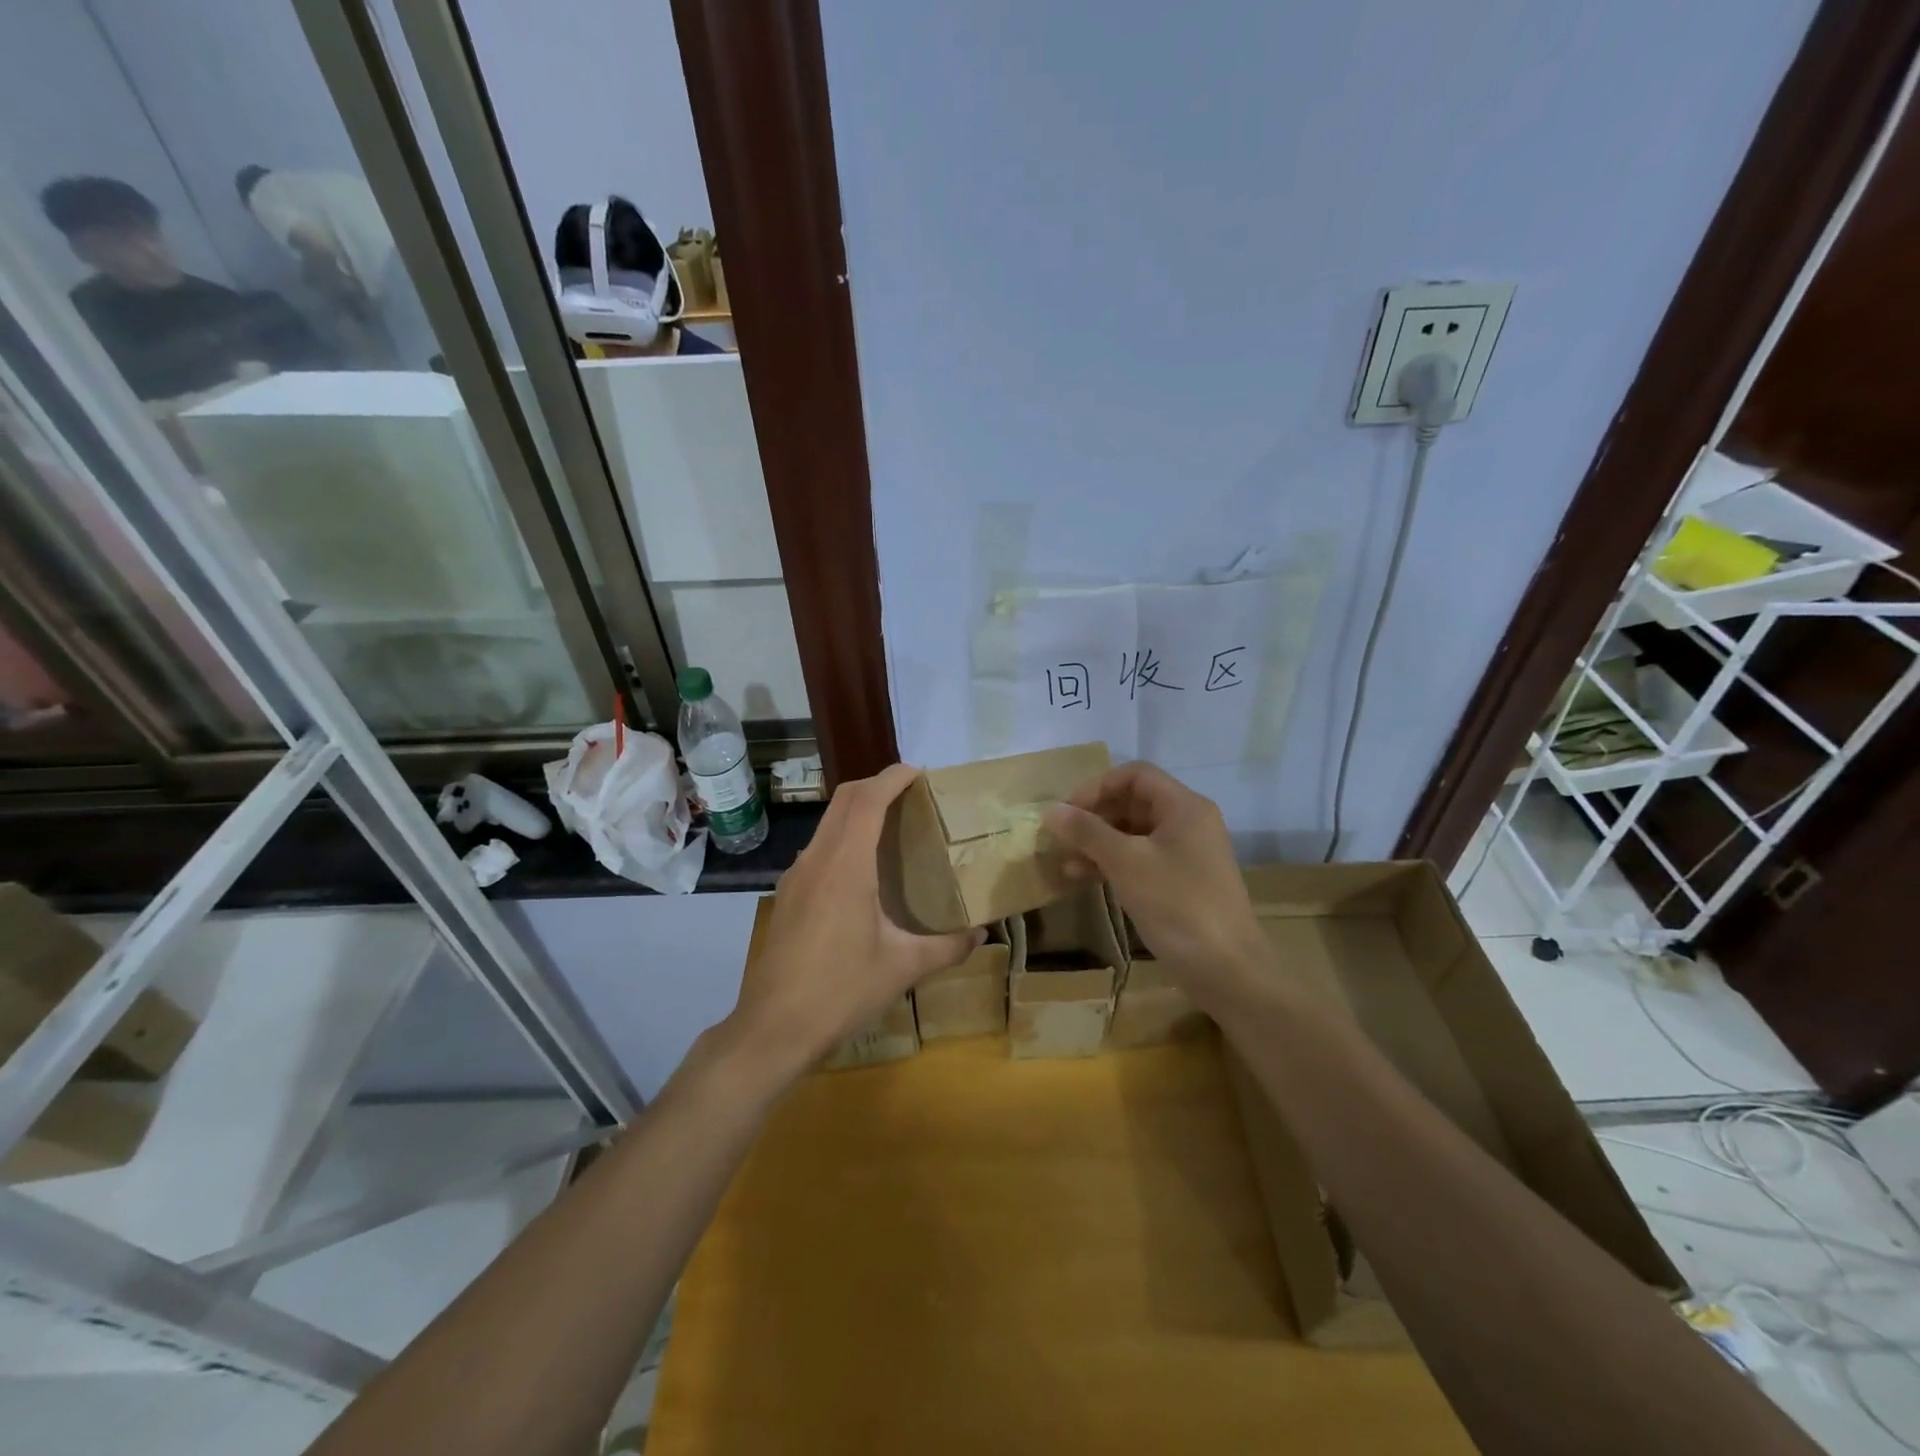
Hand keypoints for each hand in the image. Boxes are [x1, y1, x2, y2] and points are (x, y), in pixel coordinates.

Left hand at [727, 764, 979, 1077]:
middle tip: (912, 797)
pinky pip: (818, 849)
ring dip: (858, 812)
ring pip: (828, 823)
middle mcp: (816, 859)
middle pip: (844, 799)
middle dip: (876, 785)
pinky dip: (843, 839)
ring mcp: (795, 876)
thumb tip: (981, 934)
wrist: (772, 1029)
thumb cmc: (841, 991)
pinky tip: (863, 873)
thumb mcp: (903, 969)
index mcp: (846, 866)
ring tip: (893, 830)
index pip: (868, 799)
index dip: (893, 777)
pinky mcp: (787, 895)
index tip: (920, 773)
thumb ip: (947, 947)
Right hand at [1042, 762, 1267, 1010]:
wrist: (1228, 971)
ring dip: (1098, 844)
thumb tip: (1050, 810)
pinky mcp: (1180, 882)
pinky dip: (1112, 865)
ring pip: (1133, 834)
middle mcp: (1188, 822)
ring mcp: (1186, 854)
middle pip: (1133, 803)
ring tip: (1065, 864)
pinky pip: (1140, 860)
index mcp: (1184, 807)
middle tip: (1061, 838)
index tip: (1067, 812)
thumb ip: (1087, 832)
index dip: (1097, 787)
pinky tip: (1084, 879)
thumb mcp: (1127, 864)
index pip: (1135, 775)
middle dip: (1094, 817)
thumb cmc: (1178, 906)